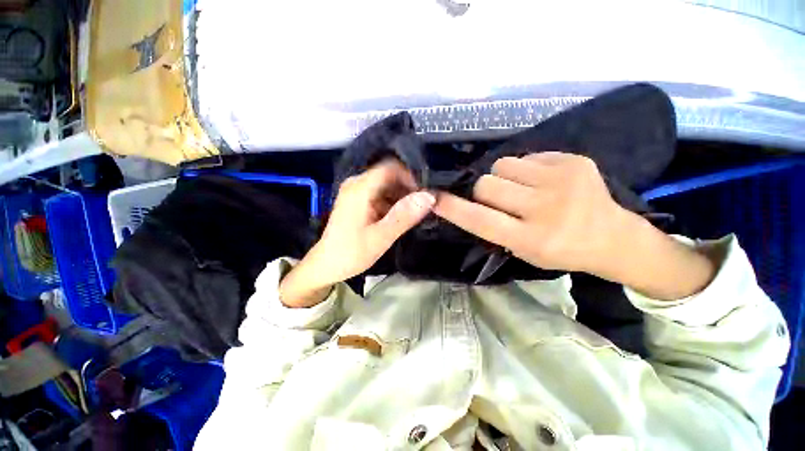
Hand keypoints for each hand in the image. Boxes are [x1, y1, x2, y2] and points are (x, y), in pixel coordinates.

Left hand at [280, 160, 434, 306]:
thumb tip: (429, 196)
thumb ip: (404, 216)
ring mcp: (357, 192)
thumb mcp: (381, 237)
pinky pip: (381, 194)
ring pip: (387, 185)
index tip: (427, 193)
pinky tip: (403, 216)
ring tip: (418, 211)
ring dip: (403, 196)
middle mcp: (357, 184)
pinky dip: (394, 202)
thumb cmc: (351, 254)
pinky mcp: (359, 201)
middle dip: (409, 188)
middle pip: (390, 175)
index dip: (412, 177)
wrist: (327, 266)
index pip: (391, 168)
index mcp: (360, 188)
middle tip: (426, 205)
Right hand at [434, 152, 627, 273]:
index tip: (436, 198)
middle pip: (486, 184)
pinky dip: (526, 169)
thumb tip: (467, 201)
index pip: (480, 220)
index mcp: (530, 240)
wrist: (613, 237)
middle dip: (483, 191)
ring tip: (523, 188)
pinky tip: (544, 181)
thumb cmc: (559, 250)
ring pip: (502, 164)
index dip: (453, 209)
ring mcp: (563, 181)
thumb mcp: (521, 251)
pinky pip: (527, 156)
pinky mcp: (575, 161)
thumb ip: (492, 228)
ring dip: (503, 177)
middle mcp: (545, 209)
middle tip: (500, 199)